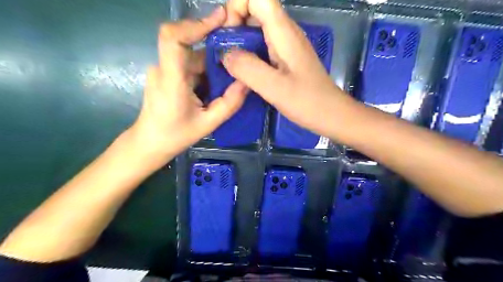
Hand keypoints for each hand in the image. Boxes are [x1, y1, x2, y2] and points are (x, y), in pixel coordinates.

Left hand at [129, 7, 247, 159]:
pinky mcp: (166, 74)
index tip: (220, 20)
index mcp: (170, 80)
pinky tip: (217, 84)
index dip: (196, 25)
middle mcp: (164, 68)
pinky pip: (189, 65)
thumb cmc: (175, 135)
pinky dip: (205, 71)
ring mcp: (163, 70)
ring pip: (192, 56)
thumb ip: (229, 103)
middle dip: (216, 48)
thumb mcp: (208, 124)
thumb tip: (247, 82)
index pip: (173, 38)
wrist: (150, 142)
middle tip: (240, 53)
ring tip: (231, 75)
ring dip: (213, 64)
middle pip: (191, 46)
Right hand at [221, 0, 357, 138]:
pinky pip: (264, 45)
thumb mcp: (274, 87)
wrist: (331, 114)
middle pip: (255, 10)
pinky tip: (247, 72)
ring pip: (258, 29)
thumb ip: (247, 68)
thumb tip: (225, 55)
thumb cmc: (307, 102)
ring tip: (233, 64)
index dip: (236, 8)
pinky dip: (251, 53)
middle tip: (226, 54)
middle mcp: (286, 32)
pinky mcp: (287, 58)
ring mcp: (287, 45)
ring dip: (241, 41)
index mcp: (284, 32)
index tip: (229, 36)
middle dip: (235, 26)